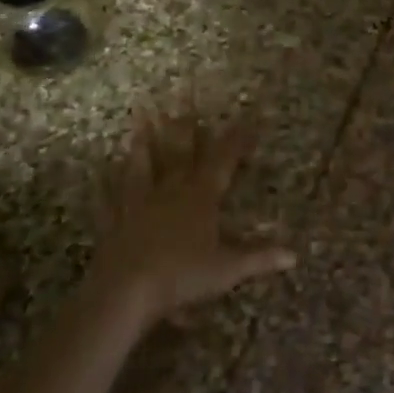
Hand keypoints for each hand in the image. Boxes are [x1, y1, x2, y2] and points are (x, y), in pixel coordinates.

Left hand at [85, 109, 294, 324]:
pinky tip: (99, 174)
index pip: (223, 161)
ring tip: (140, 121)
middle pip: (180, 154)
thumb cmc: (183, 275)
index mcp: (201, 197)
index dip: (236, 140)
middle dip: (186, 128)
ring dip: (143, 145)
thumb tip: (294, 255)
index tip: (246, 119)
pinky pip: (109, 200)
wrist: (126, 291)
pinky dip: (105, 186)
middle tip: (185, 100)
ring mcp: (138, 206)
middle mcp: (170, 192)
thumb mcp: (228, 269)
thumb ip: (260, 258)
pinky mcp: (113, 224)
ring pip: (142, 168)